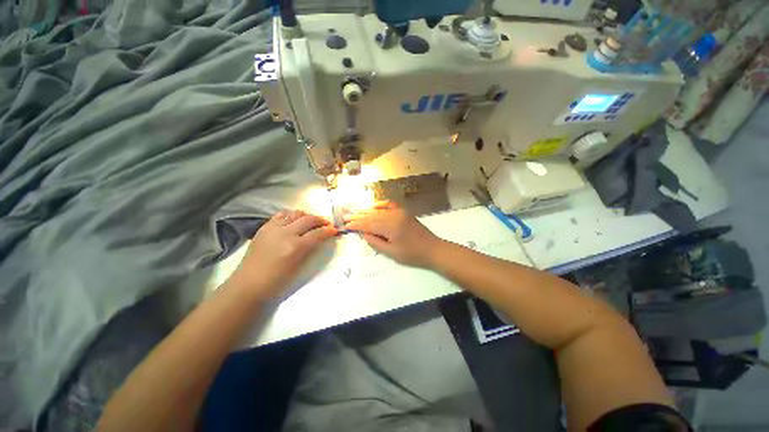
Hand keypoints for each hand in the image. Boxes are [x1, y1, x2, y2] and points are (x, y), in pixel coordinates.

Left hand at [229, 210, 336, 296]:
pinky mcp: (264, 228)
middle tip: (327, 224)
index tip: (334, 230)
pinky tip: (294, 221)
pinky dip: (291, 216)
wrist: (249, 284)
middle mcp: (285, 233)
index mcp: (295, 247)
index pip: (317, 233)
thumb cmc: (277, 281)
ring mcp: (273, 228)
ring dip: (306, 216)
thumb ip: (311, 250)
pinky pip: (280, 215)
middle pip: (308, 219)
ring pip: (295, 214)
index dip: (328, 231)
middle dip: (320, 220)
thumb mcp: (299, 267)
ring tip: (311, 221)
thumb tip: (320, 239)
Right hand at [344, 202, 442, 267]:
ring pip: (379, 210)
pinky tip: (373, 206)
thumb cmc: (412, 254)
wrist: (432, 248)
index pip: (369, 224)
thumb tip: (363, 233)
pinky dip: (380, 205)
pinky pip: (389, 205)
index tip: (346, 224)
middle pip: (372, 215)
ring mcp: (400, 212)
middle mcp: (394, 215)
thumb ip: (376, 242)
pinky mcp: (404, 211)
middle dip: (358, 216)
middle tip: (345, 216)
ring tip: (355, 212)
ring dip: (366, 211)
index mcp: (390, 226)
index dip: (356, 224)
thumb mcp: (391, 252)